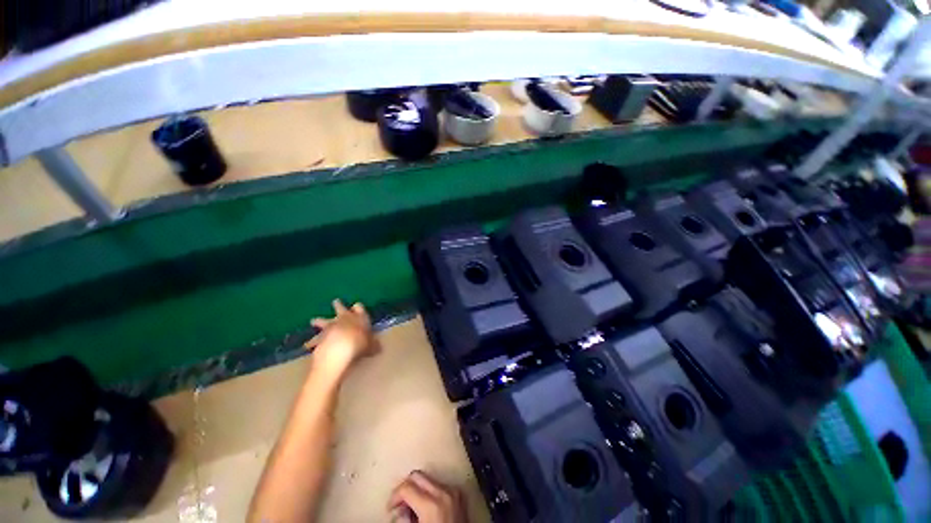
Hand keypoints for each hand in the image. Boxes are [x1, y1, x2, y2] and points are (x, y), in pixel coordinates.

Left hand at [305, 299, 378, 377]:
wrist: (340, 349)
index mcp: (359, 317)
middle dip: (338, 305)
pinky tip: (307, 346)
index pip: (359, 307)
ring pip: (323, 321)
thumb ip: (373, 345)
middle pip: (340, 308)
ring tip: (313, 320)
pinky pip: (314, 339)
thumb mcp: (372, 345)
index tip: (357, 307)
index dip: (358, 307)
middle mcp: (344, 318)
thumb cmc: (360, 343)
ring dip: (318, 321)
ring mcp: (330, 326)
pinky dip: (311, 342)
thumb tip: (378, 348)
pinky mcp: (319, 336)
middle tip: (335, 301)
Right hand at [388, 471, 466, 522]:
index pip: (406, 487)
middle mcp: (444, 492)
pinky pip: (440, 486)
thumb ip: (404, 518)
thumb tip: (398, 510)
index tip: (391, 507)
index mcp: (431, 504)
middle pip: (417, 476)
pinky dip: (430, 492)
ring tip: (414, 509)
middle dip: (406, 488)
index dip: (394, 496)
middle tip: (399, 505)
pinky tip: (427, 508)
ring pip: (428, 479)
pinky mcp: (459, 494)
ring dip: (418, 490)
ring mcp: (453, 492)